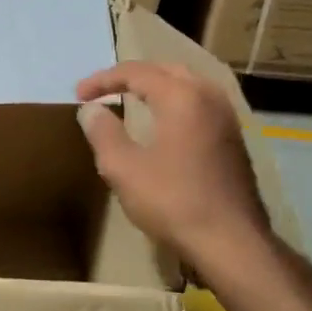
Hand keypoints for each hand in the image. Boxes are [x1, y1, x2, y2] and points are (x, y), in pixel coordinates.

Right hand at [76, 61, 274, 280]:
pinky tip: (162, 123)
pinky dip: (173, 102)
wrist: (231, 241)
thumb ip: (103, 132)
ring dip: (155, 86)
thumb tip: (91, 110)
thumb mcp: (123, 168)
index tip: (78, 95)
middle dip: (131, 76)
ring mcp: (226, 117)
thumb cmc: (172, 201)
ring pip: (186, 84)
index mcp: (181, 96)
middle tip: (103, 90)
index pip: (136, 72)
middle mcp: (208, 96)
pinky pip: (198, 103)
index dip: (102, 79)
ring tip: (129, 99)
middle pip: (165, 70)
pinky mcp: (233, 138)